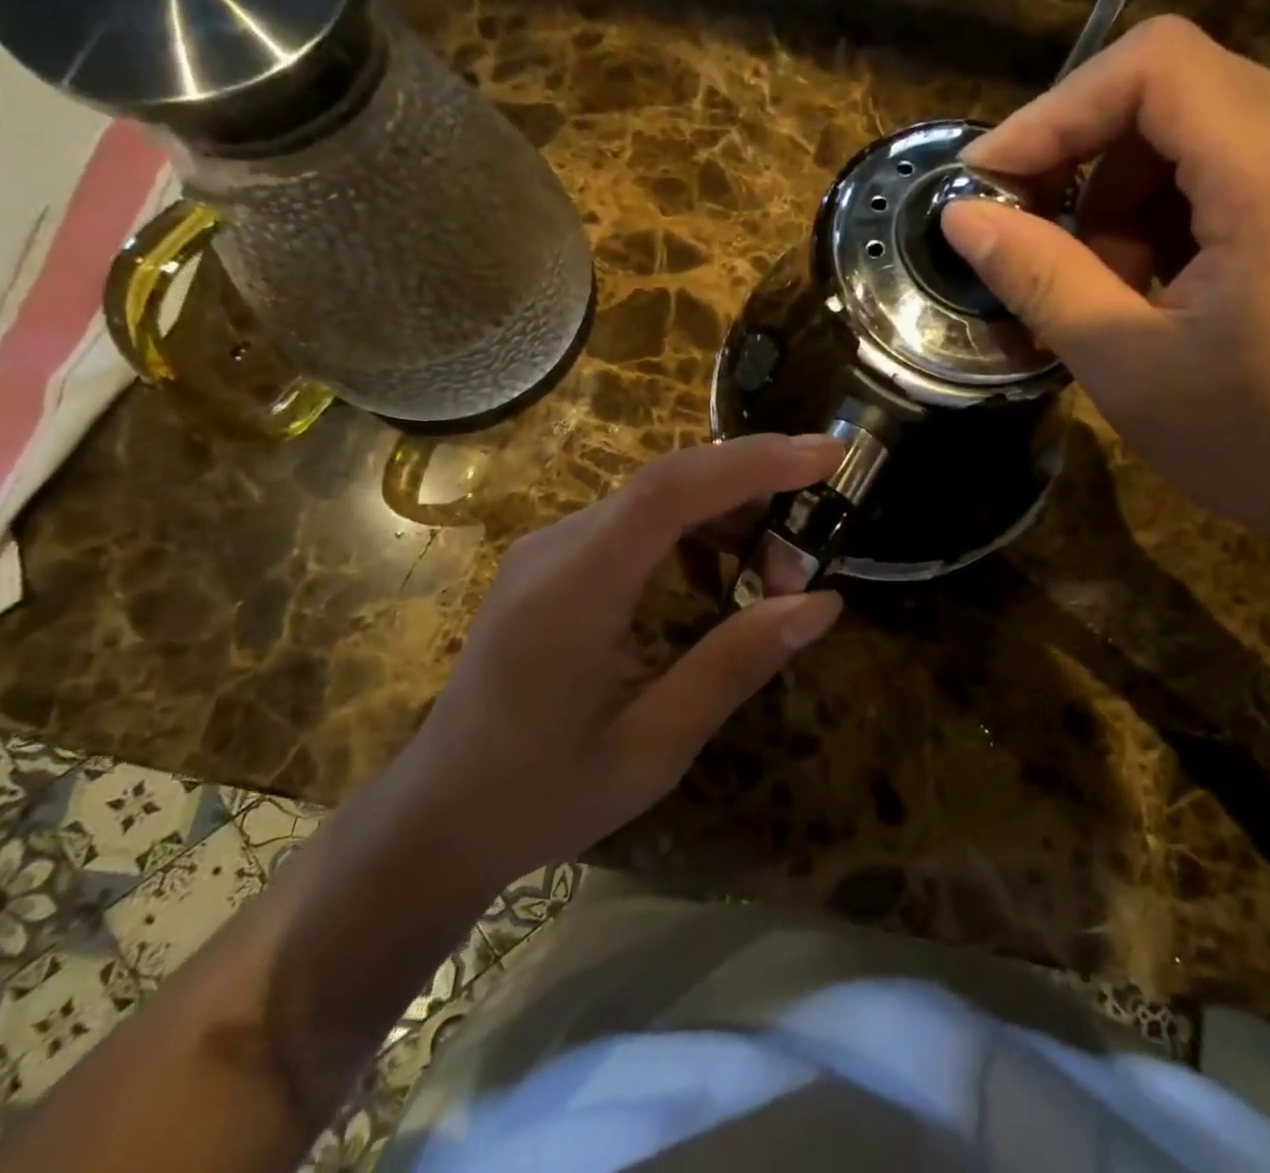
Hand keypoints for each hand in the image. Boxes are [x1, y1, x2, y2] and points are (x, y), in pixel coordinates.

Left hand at [396, 435, 846, 882]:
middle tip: (805, 557)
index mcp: (572, 592)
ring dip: (727, 519)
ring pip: (656, 498)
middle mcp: (555, 548)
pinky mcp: (555, 561)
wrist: (443, 812)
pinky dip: (693, 534)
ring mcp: (549, 549)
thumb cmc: (546, 793)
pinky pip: (636, 523)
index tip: (826, 455)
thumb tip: (822, 604)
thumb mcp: (655, 746)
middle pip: (668, 484)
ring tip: (770, 582)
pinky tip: (717, 583)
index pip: (668, 492)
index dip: (752, 462)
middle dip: (754, 496)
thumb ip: (736, 665)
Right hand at [943, 15, 1269, 561]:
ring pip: (1197, 125)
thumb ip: (1037, 276)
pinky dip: (1171, 209)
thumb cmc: (1255, 441)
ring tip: (1109, 285)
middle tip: (1041, 245)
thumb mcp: (1122, 363)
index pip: (1153, 66)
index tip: (989, 180)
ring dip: (1125, 195)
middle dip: (1085, 162)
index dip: (1053, 113)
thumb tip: (959, 215)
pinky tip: (1160, 283)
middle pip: (1172, 89)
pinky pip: (1234, 160)